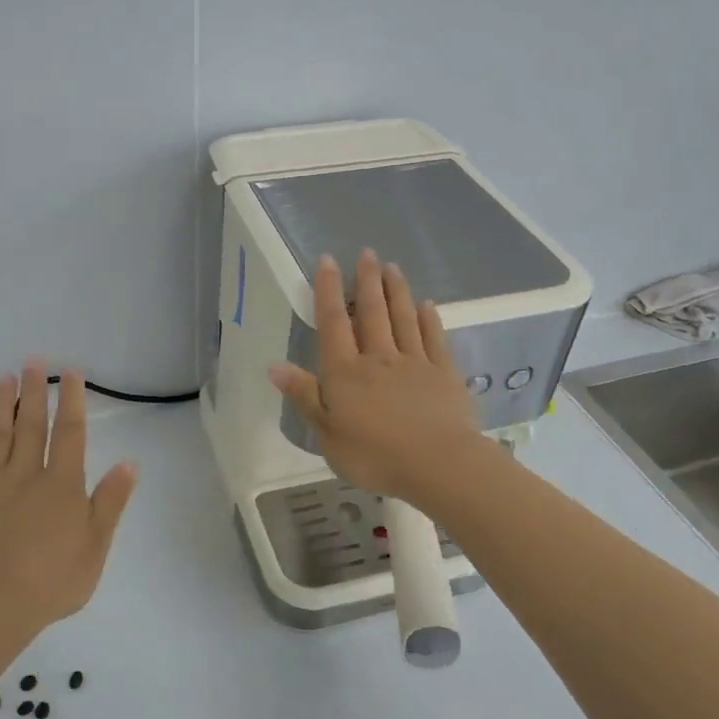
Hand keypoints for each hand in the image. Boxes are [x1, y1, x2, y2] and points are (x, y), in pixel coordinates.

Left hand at [0, 362, 136, 636]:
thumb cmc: (51, 581)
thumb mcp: (95, 547)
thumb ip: (110, 502)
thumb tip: (129, 462)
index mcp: (61, 484)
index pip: (70, 432)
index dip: (71, 400)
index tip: (70, 373)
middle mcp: (25, 474)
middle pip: (31, 424)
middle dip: (33, 390)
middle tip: (32, 361)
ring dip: (0, 405)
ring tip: (2, 377)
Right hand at [269, 250, 484, 505]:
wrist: (438, 465)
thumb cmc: (374, 455)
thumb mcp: (327, 434)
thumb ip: (305, 397)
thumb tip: (275, 365)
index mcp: (345, 372)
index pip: (334, 322)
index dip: (329, 290)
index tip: (329, 260)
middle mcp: (378, 358)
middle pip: (371, 312)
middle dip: (367, 281)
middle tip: (367, 253)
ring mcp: (415, 363)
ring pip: (403, 318)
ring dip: (396, 291)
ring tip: (392, 267)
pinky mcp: (444, 374)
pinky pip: (434, 339)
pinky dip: (429, 319)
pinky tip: (427, 305)